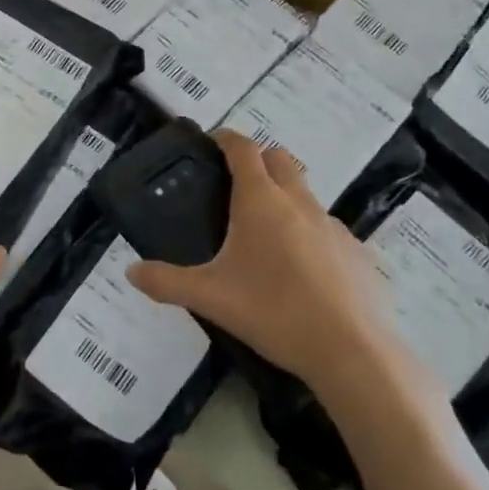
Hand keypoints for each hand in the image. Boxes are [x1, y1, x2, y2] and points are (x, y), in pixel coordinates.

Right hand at [125, 131, 388, 387]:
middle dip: (258, 160)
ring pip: (306, 193)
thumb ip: (166, 282)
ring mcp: (333, 225)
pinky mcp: (357, 251)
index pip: (243, 148)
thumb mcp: (210, 298)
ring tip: (265, 236)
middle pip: (280, 159)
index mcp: (261, 201)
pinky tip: (302, 273)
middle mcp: (299, 201)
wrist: (353, 351)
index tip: (212, 142)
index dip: (226, 138)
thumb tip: (131, 273)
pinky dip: (310, 234)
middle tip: (235, 186)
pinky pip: (328, 229)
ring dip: (285, 197)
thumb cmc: (274, 312)